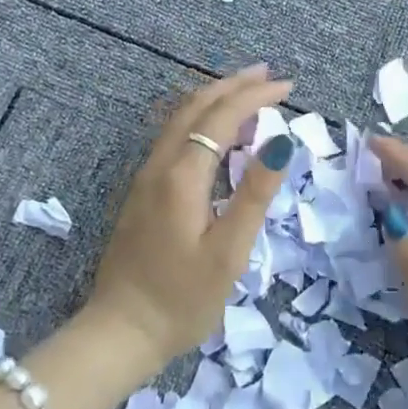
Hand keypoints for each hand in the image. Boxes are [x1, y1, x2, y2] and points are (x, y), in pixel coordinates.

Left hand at [87, 65, 295, 368]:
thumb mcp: (228, 252)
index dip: (255, 96)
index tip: (289, 88)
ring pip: (181, 118)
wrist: (119, 333)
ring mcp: (146, 177)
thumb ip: (254, 194)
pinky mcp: (143, 192)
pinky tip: (218, 133)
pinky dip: (202, 120)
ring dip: (216, 98)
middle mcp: (160, 165)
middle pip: (196, 106)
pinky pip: (175, 136)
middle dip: (234, 85)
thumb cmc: (181, 299)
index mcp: (182, 175)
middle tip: (269, 75)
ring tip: (249, 93)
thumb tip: (280, 142)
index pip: (222, 116)